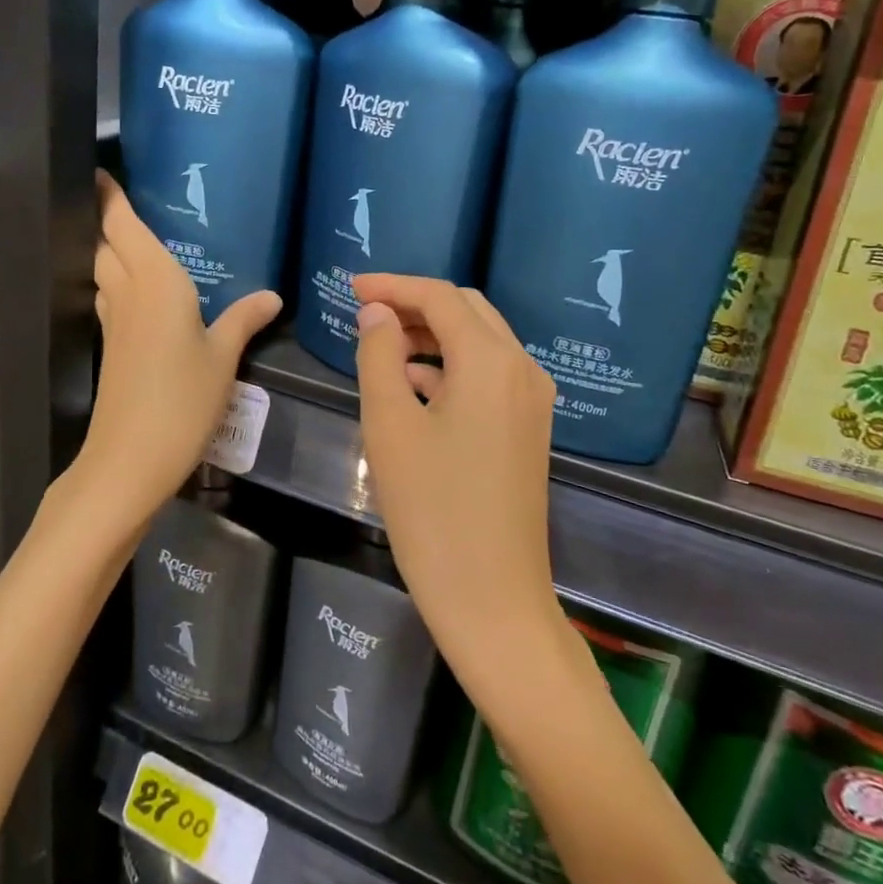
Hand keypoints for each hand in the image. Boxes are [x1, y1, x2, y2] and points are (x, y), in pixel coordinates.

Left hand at [68, 173, 279, 534]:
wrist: (130, 457)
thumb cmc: (182, 398)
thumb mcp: (223, 357)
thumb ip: (243, 319)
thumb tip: (272, 296)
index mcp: (155, 281)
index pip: (122, 225)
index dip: (108, 197)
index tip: (99, 171)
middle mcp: (127, 291)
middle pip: (106, 244)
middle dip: (108, 219)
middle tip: (125, 199)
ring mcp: (113, 321)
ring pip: (103, 270)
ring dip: (110, 249)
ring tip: (135, 238)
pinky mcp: (110, 346)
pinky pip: (110, 297)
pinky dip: (118, 281)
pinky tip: (142, 293)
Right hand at [352, 275, 565, 698]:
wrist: (492, 598)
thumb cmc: (432, 509)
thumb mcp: (390, 425)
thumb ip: (380, 355)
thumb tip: (378, 313)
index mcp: (491, 361)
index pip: (440, 297)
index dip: (393, 285)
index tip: (350, 286)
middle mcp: (522, 369)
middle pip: (467, 310)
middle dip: (415, 303)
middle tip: (365, 310)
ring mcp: (532, 401)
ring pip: (480, 341)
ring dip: (433, 333)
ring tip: (381, 344)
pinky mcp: (529, 428)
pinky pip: (488, 375)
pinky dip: (450, 365)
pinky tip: (413, 382)